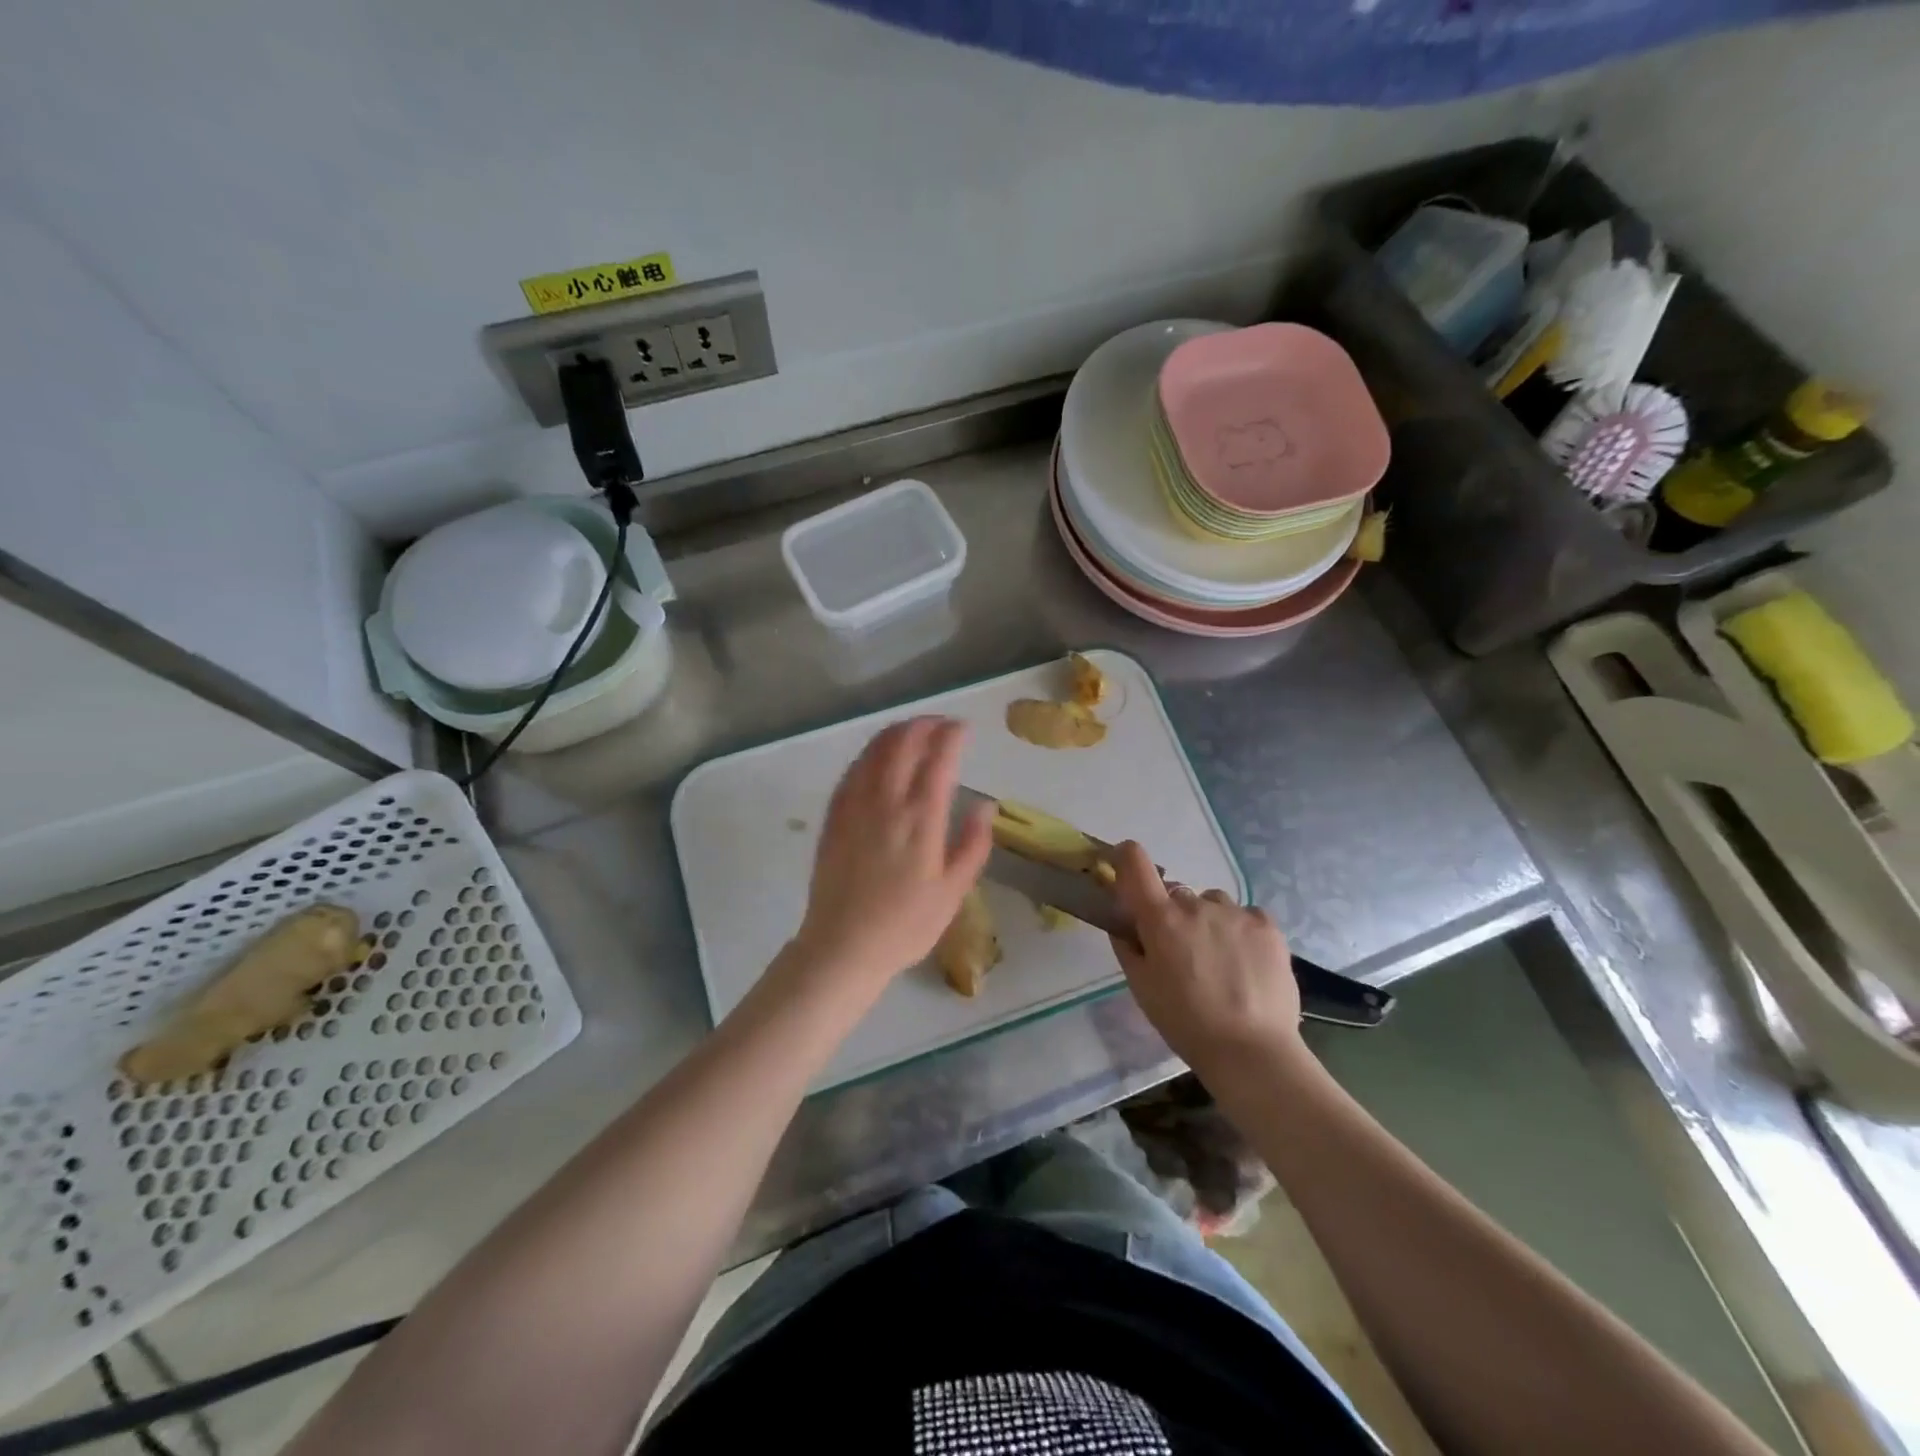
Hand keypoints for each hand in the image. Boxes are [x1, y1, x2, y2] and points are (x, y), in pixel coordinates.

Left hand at [788, 717, 993, 1003]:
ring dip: (895, 732)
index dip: (951, 735)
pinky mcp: (834, 817)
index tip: (963, 727)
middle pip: (903, 744)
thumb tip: (986, 805)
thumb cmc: (906, 926)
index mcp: (921, 820)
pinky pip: (851, 771)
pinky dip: (869, 753)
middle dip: (923, 725)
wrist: (843, 947)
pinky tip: (877, 755)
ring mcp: (855, 807)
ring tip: (913, 730)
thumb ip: (973, 844)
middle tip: (940, 724)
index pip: (939, 760)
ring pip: (874, 752)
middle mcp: (886, 803)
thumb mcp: (953, 892)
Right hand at [1109, 840, 1304, 1069]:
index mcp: (1160, 919)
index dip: (1127, 857)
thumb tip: (1123, 922)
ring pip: (1212, 903)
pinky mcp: (1267, 925)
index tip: (1125, 868)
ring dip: (1208, 920)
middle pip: (1176, 893)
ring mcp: (1235, 912)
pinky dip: (1240, 929)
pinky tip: (1245, 961)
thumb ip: (1128, 946)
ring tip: (1219, 959)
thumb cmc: (1185, 1023)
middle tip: (1181, 951)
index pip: (1135, 862)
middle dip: (1173, 914)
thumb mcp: (1142, 988)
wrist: (1252, 1051)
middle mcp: (1196, 905)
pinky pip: (1245, 914)